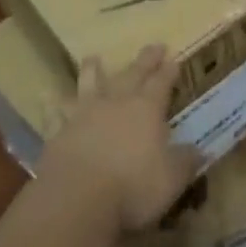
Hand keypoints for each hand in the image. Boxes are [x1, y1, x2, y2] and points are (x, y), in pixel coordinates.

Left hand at [38, 46, 200, 232]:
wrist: (77, 199)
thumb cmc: (133, 187)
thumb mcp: (172, 179)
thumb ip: (185, 161)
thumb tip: (199, 151)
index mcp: (147, 108)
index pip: (162, 82)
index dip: (169, 71)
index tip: (175, 60)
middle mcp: (116, 103)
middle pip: (132, 73)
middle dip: (145, 60)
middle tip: (153, 46)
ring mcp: (84, 114)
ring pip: (90, 83)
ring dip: (93, 70)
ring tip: (93, 57)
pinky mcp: (58, 133)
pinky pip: (54, 114)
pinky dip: (51, 105)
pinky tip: (46, 97)